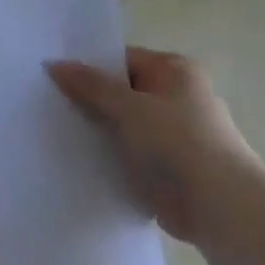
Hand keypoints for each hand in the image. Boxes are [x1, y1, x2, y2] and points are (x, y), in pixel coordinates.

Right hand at [47, 47, 260, 241]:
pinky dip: (110, 156)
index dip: (89, 67)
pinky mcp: (168, 166)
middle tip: (46, 105)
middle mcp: (178, 96)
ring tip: (55, 133)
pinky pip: (131, 153)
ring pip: (125, 125)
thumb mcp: (128, 107)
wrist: (218, 204)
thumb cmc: (177, 142)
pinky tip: (79, 161)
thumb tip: (55, 64)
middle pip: (123, 92)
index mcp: (176, 71)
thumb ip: (91, 86)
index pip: (123, 60)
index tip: (52, 78)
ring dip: (99, 131)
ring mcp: (174, 133)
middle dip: (90, 100)